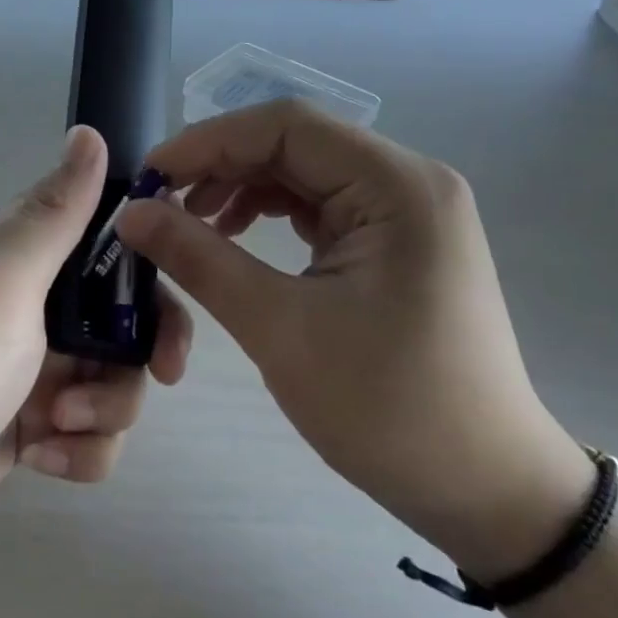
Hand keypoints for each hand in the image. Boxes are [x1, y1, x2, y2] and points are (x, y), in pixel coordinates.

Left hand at [0, 126, 191, 570]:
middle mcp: (37, 306)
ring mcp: (36, 368)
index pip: (112, 241)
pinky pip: (92, 435)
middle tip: (157, 377)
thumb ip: (51, 216)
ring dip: (104, 411)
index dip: (153, 267)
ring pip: (118, 381)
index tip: (169, 303)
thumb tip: (90, 132)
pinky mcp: (34, 424)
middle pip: (128, 318)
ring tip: (53, 426)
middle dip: (143, 352)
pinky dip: (79, 452)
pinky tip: (39, 457)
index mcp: (27, 258)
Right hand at [117, 101, 592, 582]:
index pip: (286, 126)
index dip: (209, 141)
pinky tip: (233, 238)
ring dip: (241, 187)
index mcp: (397, 186)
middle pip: (294, 143)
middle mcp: (407, 181)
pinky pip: (319, 203)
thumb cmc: (389, 410)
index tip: (150, 176)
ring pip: (302, 171)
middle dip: (220, 165)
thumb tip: (130, 212)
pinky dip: (269, 212)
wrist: (487, 491)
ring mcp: (405, 210)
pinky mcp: (395, 239)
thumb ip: (199, 258)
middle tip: (159, 203)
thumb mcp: (279, 329)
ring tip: (189, 223)